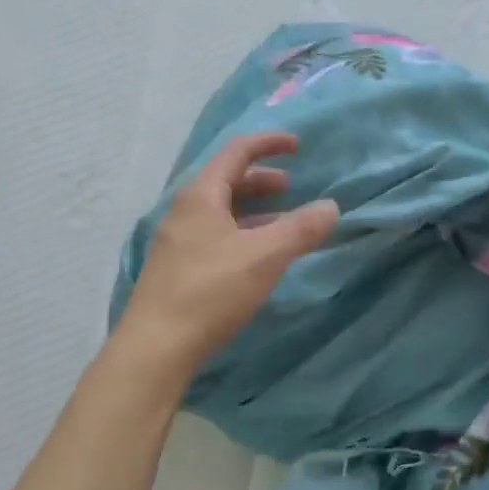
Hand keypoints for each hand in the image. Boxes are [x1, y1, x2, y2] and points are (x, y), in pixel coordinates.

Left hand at [118, 132, 338, 373]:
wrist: (157, 346)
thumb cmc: (211, 291)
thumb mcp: (265, 257)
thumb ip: (301, 229)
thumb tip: (331, 207)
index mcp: (201, 196)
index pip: (237, 153)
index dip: (268, 144)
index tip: (297, 145)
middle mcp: (184, 212)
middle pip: (227, 182)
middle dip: (262, 180)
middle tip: (291, 189)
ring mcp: (178, 242)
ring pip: (221, 213)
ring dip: (254, 212)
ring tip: (282, 226)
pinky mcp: (178, 270)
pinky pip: (215, 237)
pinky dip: (242, 235)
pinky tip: (257, 259)